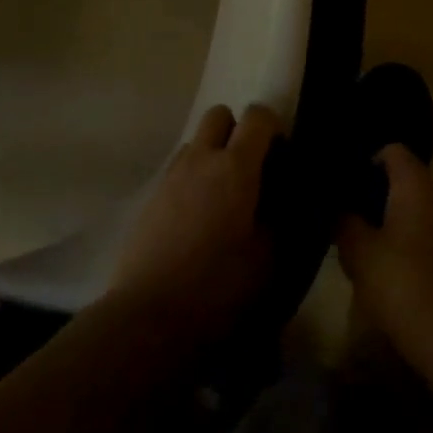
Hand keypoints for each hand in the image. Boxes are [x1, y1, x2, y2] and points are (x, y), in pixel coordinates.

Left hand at [110, 103, 282, 346]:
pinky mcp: (150, 198)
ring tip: (221, 196)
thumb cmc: (218, 286)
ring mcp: (171, 176)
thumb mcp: (268, 258)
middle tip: (248, 167)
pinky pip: (177, 170)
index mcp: (236, 166)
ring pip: (195, 142)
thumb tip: (282, 200)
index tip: (280, 153)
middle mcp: (201, 158)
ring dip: (211, 154)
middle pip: (219, 114)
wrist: (149, 317)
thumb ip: (280, 219)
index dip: (273, 126)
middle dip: (236, 130)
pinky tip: (196, 218)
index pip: (258, 116)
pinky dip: (191, 179)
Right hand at [336, 145, 432, 365]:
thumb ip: (344, 222)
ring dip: (397, 222)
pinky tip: (398, 273)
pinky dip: (415, 243)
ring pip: (421, 208)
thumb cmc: (404, 285)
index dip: (366, 164)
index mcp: (418, 184)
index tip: (347, 189)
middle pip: (406, 180)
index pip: (392, 151)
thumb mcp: (358, 253)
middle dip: (379, 196)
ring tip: (372, 250)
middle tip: (352, 221)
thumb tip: (340, 209)